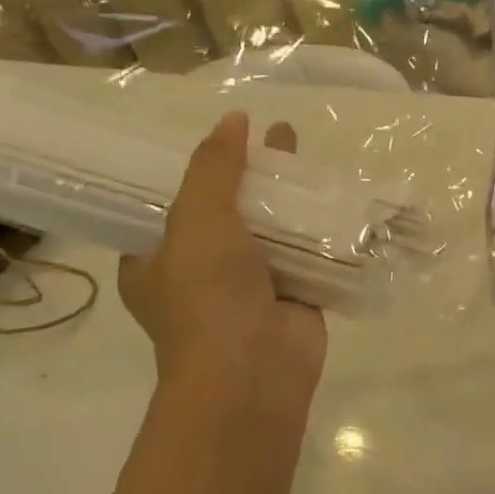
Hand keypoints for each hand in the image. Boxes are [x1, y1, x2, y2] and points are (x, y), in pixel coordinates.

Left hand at [119, 112, 327, 401]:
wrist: (252, 374)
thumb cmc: (207, 296)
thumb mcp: (196, 221)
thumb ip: (213, 169)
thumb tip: (233, 119)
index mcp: (156, 261)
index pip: (171, 205)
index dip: (196, 170)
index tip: (221, 139)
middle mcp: (200, 272)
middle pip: (228, 210)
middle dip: (251, 175)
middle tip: (274, 136)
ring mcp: (249, 285)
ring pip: (271, 229)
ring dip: (289, 197)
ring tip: (308, 154)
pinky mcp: (293, 294)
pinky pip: (306, 251)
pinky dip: (319, 227)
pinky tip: (338, 195)